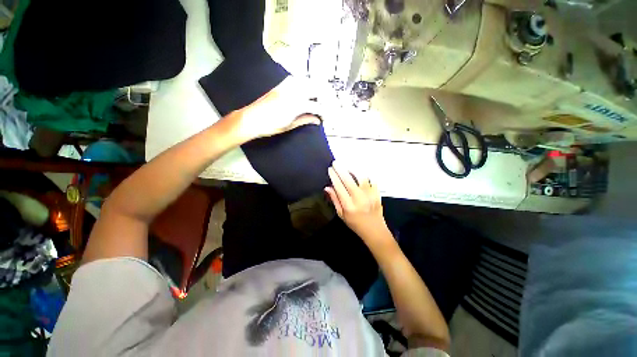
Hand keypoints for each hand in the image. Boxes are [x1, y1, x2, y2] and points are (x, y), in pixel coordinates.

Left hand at [234, 76, 328, 140]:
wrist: (251, 118)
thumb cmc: (270, 125)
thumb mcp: (290, 125)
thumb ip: (305, 120)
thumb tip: (317, 120)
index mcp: (297, 104)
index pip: (317, 106)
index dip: (324, 112)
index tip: (326, 117)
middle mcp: (294, 91)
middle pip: (316, 88)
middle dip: (325, 96)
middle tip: (328, 105)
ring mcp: (287, 85)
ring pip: (308, 81)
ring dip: (316, 88)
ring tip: (320, 98)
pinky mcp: (282, 84)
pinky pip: (297, 79)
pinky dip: (305, 83)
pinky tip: (306, 90)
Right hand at [325, 162, 390, 243]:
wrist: (375, 230)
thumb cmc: (355, 223)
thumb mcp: (342, 215)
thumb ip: (335, 200)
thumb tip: (327, 187)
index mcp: (349, 206)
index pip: (339, 187)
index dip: (334, 177)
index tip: (330, 169)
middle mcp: (359, 199)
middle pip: (349, 180)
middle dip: (341, 170)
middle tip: (336, 162)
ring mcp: (370, 195)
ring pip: (361, 177)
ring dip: (353, 169)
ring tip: (347, 165)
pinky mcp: (377, 193)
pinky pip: (372, 180)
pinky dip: (365, 174)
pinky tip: (360, 171)